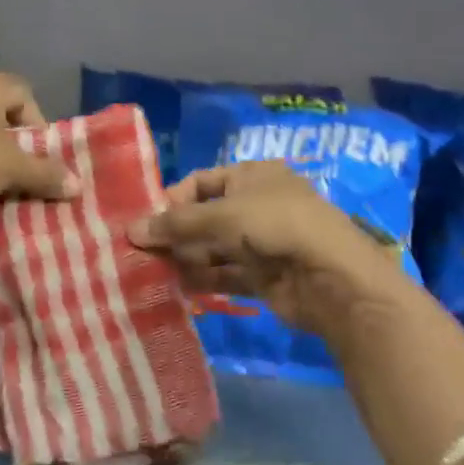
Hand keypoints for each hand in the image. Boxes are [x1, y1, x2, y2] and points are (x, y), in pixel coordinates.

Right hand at [129, 161, 407, 338]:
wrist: (332, 278)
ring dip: (185, 258)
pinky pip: (226, 274)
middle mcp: (257, 204)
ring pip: (214, 247)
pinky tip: (176, 289)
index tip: (145, 221)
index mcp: (252, 175)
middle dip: (175, 233)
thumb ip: (176, 224)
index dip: (173, 199)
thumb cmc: (275, 225)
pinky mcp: (264, 276)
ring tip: (150, 273)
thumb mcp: (221, 215)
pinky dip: (203, 280)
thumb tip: (131, 230)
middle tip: (140, 252)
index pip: (202, 181)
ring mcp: (262, 241)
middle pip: (206, 216)